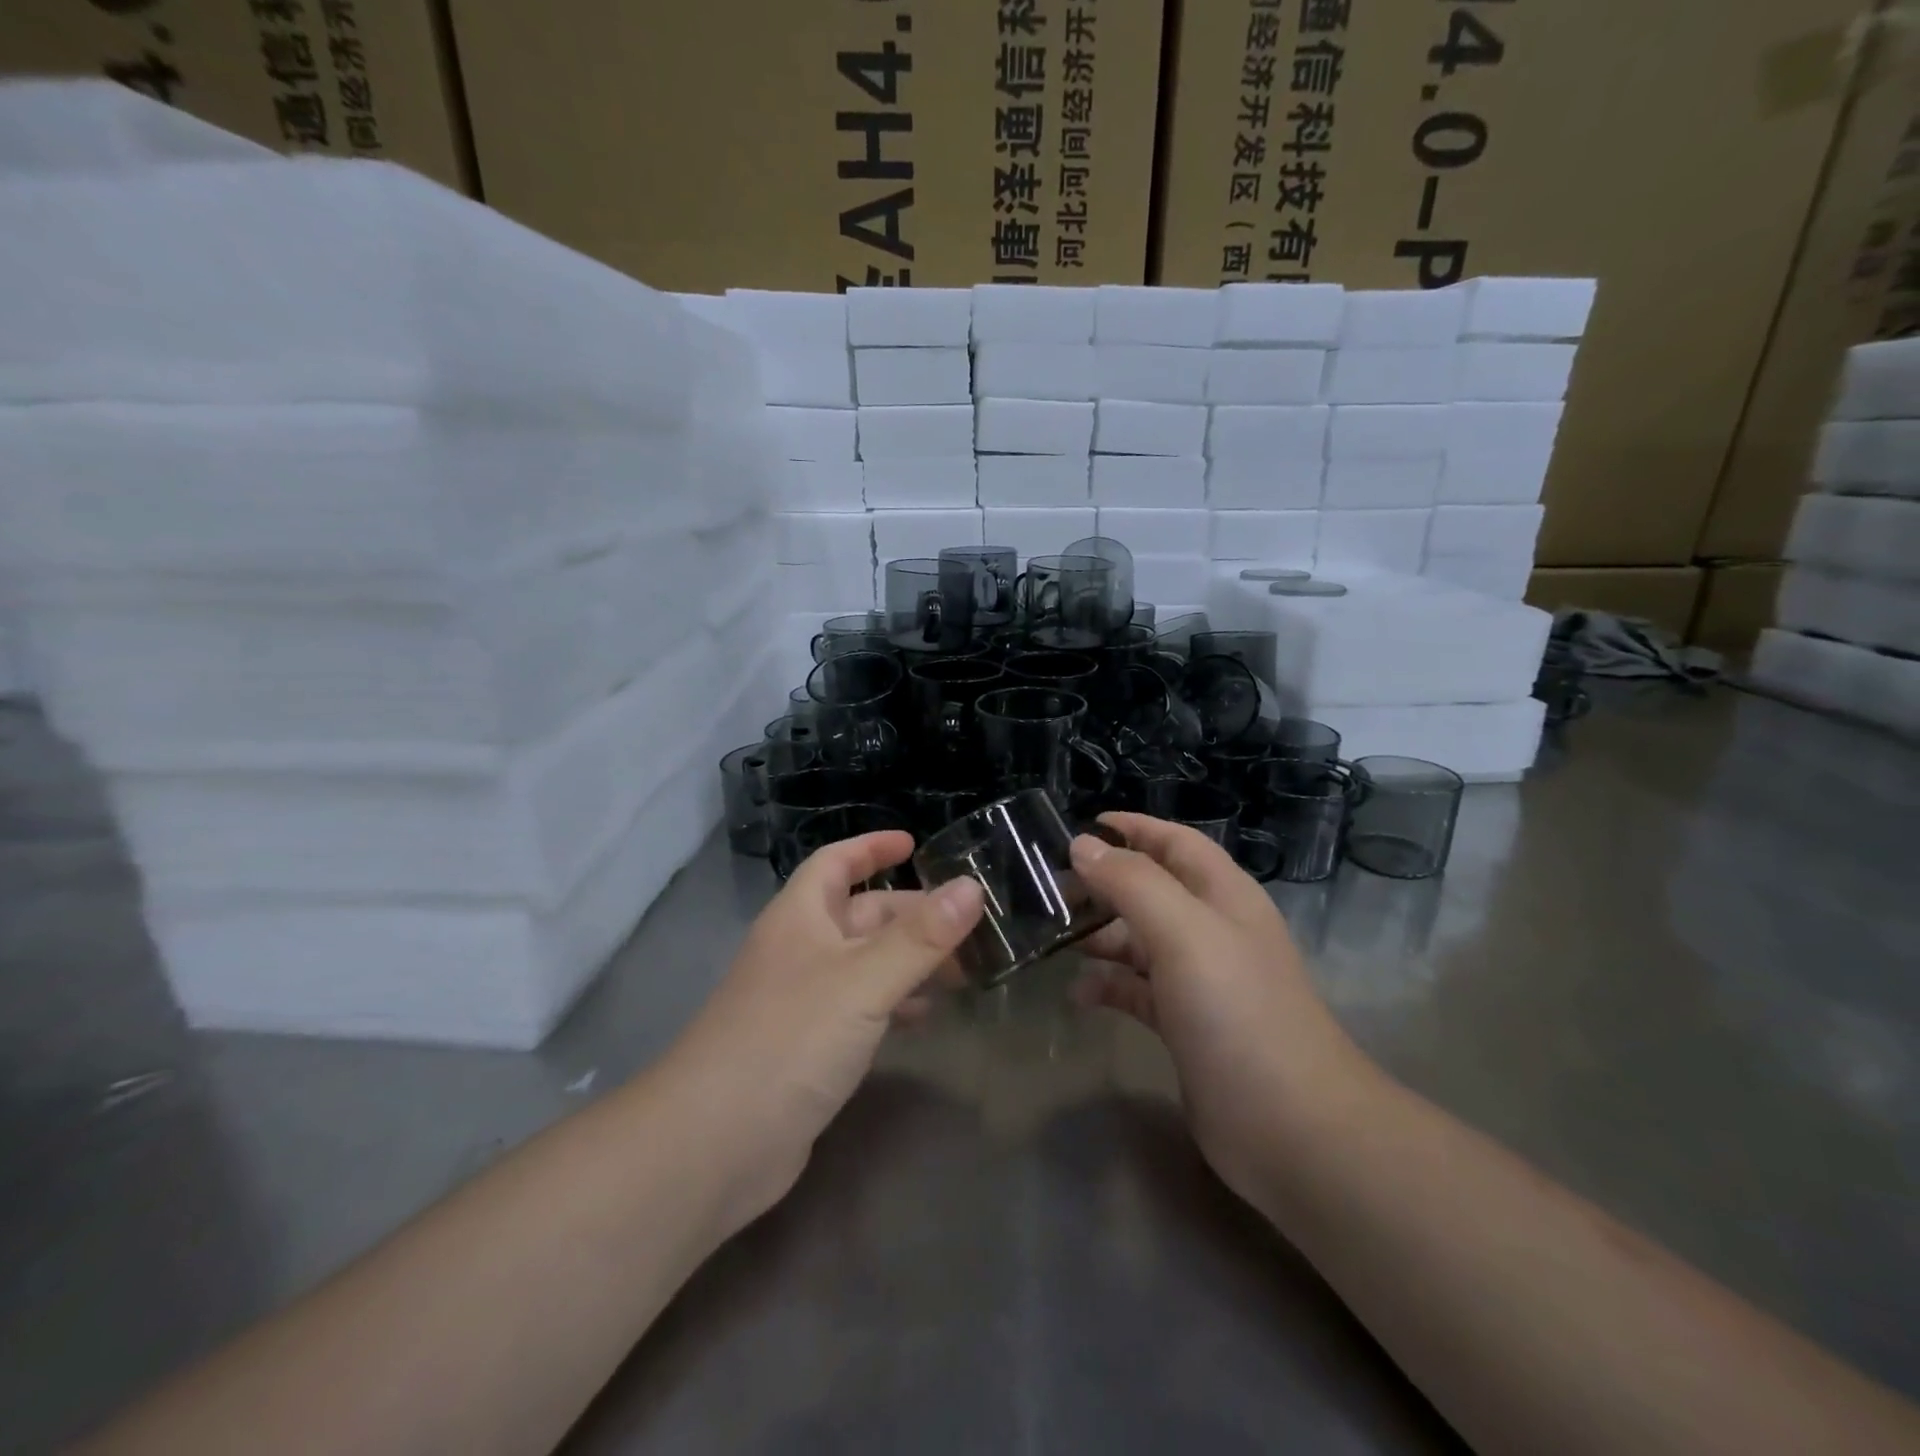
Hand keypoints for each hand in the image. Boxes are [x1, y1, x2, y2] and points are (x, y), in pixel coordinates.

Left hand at [664, 831, 983, 1229]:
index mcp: (800, 918)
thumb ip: (920, 937)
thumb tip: (971, 887)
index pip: (835, 862)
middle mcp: (799, 951)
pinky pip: (860, 1009)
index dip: (871, 848)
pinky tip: (924, 1018)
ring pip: (864, 964)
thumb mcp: (863, 981)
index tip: (914, 844)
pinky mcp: (808, 1049)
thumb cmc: (789, 1039)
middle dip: (910, 914)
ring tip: (960, 971)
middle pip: (859, 915)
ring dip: (908, 961)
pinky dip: (894, 1005)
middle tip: (966, 925)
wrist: (713, 1145)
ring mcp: (801, 1002)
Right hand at [1068, 813, 1370, 1209]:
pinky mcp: (1186, 1026)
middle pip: (1153, 890)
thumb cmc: (1236, 1010)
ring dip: (1101, 936)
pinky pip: (1138, 990)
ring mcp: (1201, 981)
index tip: (1082, 826)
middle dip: (1106, 884)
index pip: (1176, 843)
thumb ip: (1131, 882)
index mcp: (1223, 896)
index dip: (1134, 828)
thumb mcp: (1183, 931)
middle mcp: (1214, 931)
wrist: (1290, 1126)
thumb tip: (1083, 845)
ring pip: (1141, 941)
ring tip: (1056, 939)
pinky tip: (1079, 995)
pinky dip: (1109, 986)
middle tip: (1052, 889)